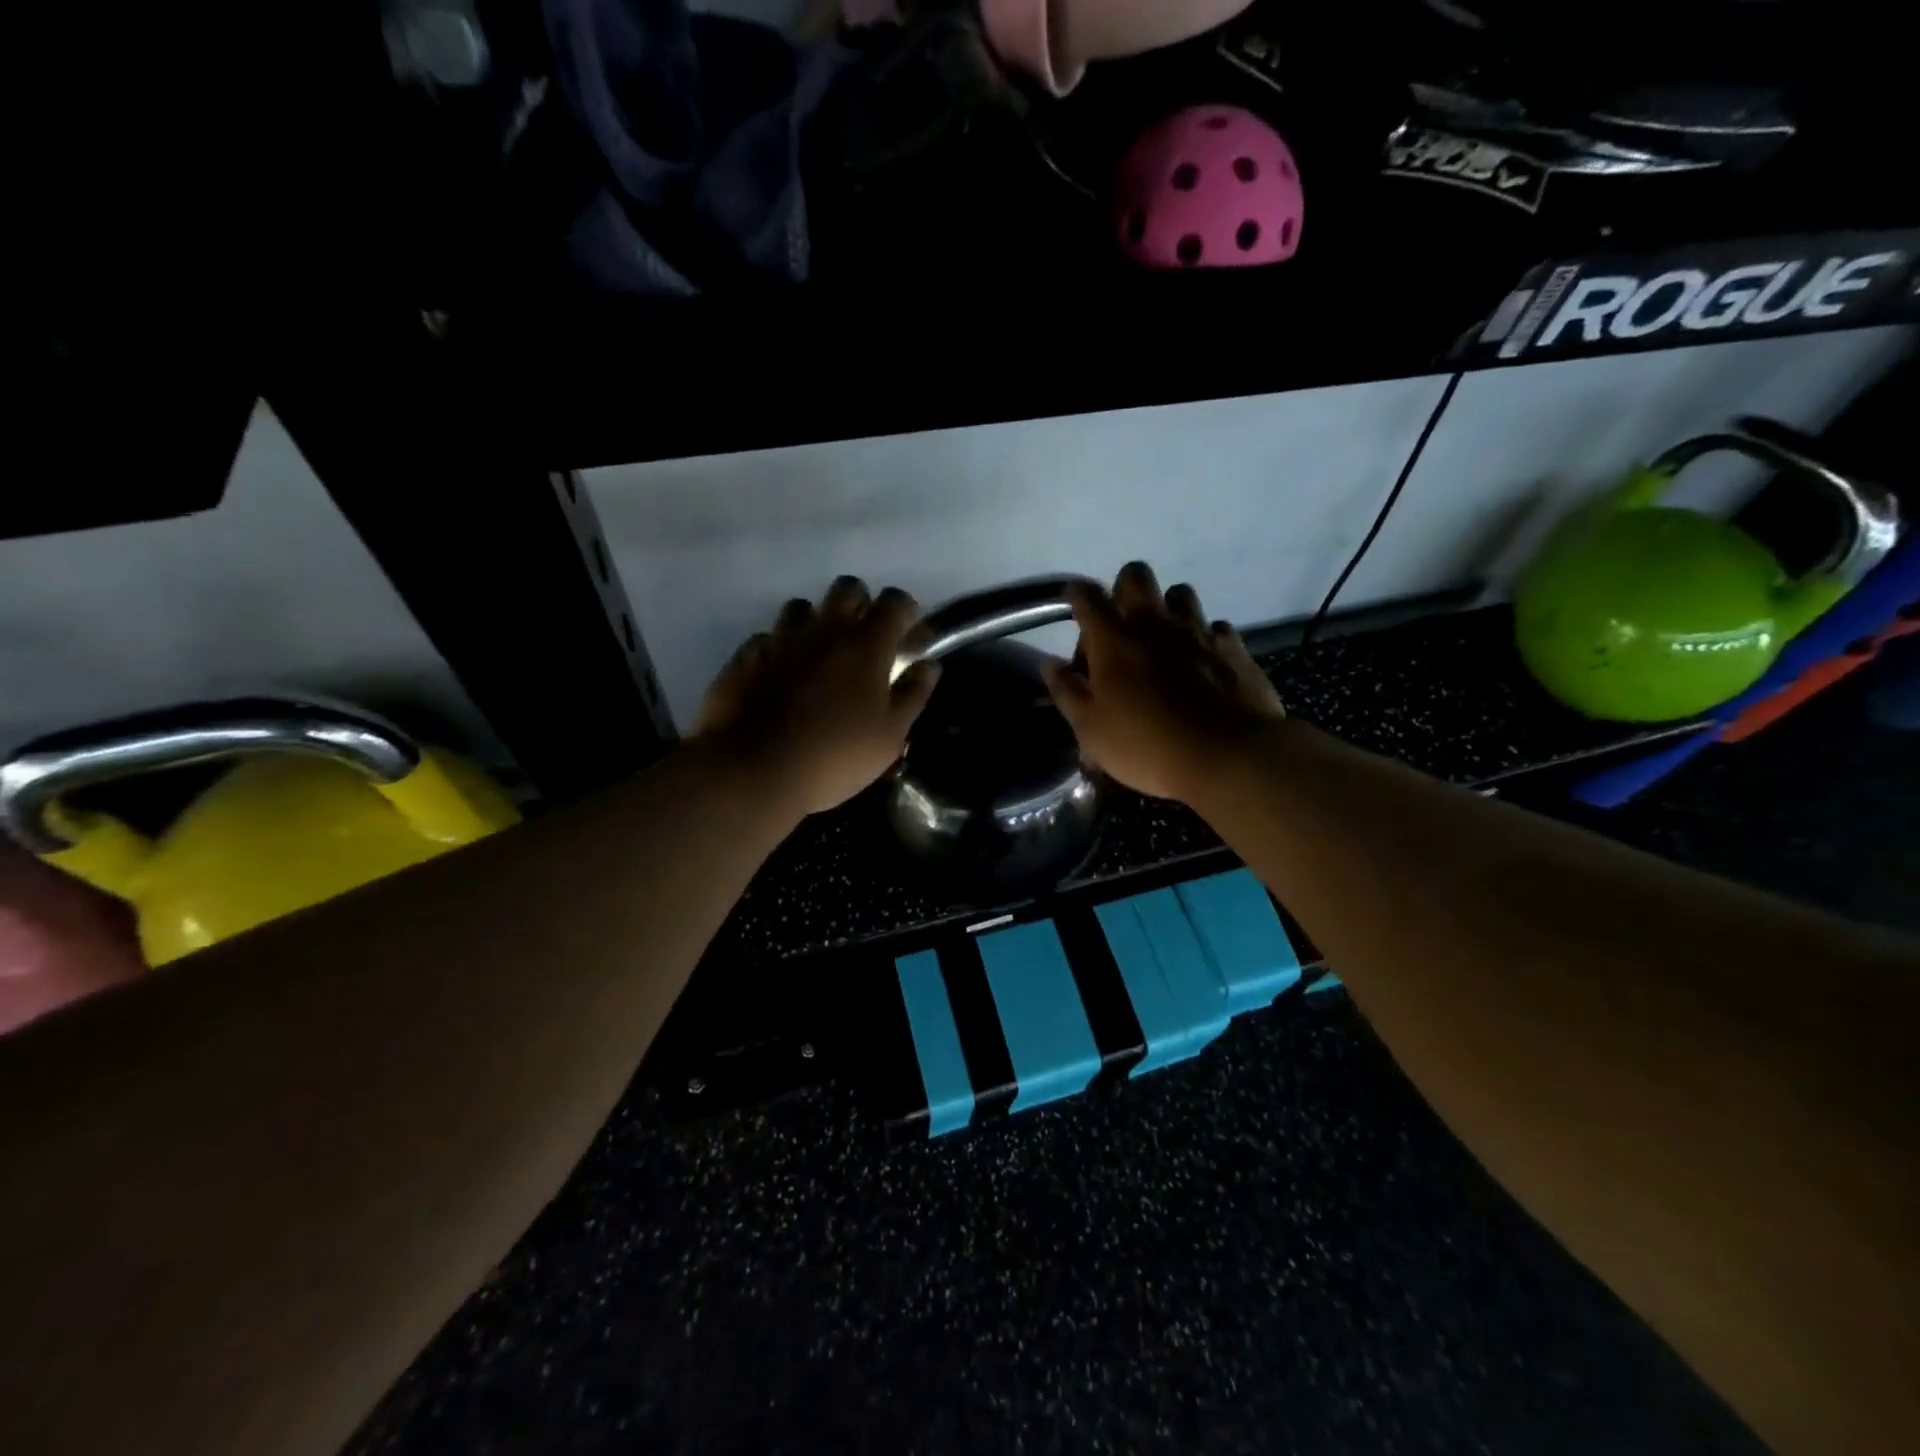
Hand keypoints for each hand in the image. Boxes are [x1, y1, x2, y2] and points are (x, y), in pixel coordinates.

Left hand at [696, 577, 940, 815]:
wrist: (754, 771)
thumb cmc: (835, 757)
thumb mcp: (890, 736)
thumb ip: (913, 694)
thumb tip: (928, 665)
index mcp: (866, 645)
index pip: (894, 602)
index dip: (906, 612)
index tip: (908, 636)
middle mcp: (823, 631)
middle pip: (847, 589)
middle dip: (861, 604)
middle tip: (865, 640)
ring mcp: (780, 640)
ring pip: (801, 607)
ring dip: (815, 622)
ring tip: (820, 654)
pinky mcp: (746, 658)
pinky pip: (765, 638)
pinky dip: (778, 648)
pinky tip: (780, 673)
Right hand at [1042, 562, 1284, 802]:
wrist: (1228, 756)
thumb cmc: (1146, 745)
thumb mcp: (1090, 729)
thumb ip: (1067, 692)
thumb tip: (1050, 664)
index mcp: (1113, 639)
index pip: (1087, 596)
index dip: (1077, 596)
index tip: (1076, 609)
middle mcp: (1154, 622)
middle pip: (1136, 575)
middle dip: (1124, 591)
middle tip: (1122, 627)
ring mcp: (1198, 630)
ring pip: (1180, 592)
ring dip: (1168, 609)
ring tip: (1165, 643)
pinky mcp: (1233, 647)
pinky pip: (1215, 627)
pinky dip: (1204, 638)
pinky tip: (1203, 664)